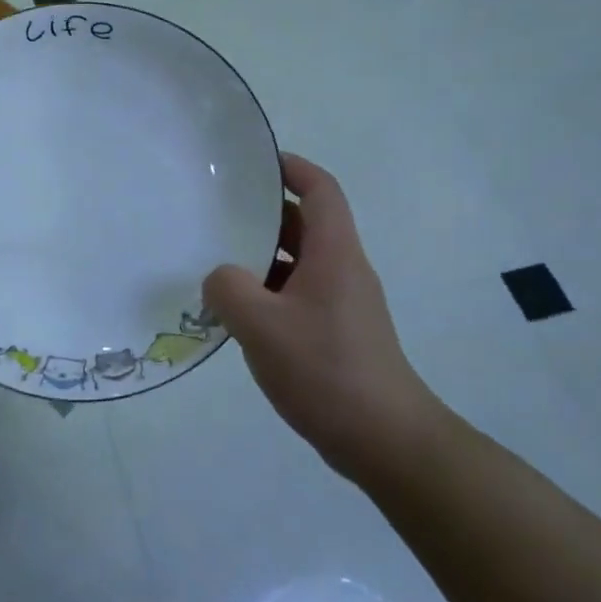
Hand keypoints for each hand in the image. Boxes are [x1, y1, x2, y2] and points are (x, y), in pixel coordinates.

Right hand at [204, 154, 444, 483]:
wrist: (385, 439)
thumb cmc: (326, 369)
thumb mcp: (261, 325)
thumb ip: (229, 289)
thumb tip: (220, 278)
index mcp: (335, 253)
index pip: (320, 190)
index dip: (292, 167)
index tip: (255, 162)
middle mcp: (343, 270)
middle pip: (306, 224)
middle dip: (265, 213)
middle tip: (217, 210)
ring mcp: (343, 304)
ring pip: (299, 263)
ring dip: (262, 257)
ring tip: (216, 259)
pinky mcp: (337, 334)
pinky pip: (298, 296)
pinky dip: (269, 292)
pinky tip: (237, 312)